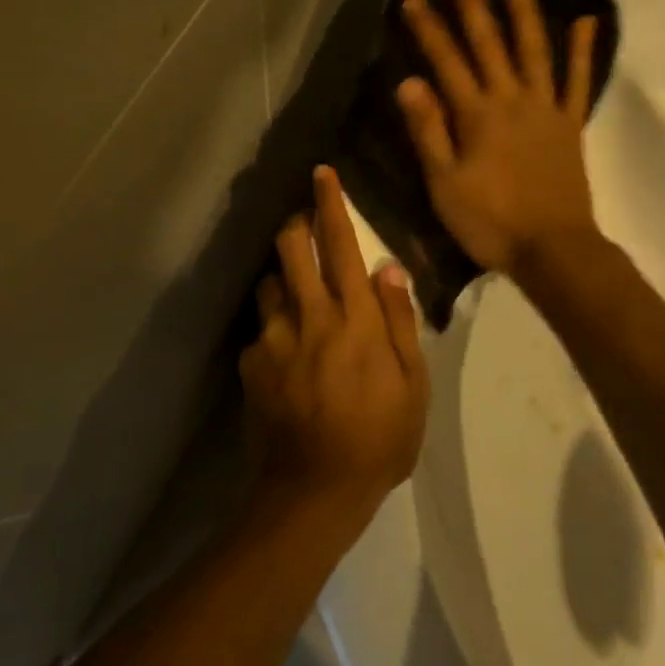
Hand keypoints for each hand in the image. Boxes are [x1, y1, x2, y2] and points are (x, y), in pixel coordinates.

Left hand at [239, 166, 429, 519]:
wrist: (314, 492)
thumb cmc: (379, 439)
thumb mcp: (413, 385)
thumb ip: (400, 321)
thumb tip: (388, 268)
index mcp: (354, 319)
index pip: (341, 245)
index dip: (331, 205)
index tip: (322, 173)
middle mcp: (309, 317)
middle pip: (291, 249)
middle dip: (296, 226)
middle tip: (306, 227)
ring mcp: (273, 340)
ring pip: (269, 284)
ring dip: (284, 279)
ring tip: (300, 301)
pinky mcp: (251, 364)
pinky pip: (261, 328)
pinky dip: (274, 327)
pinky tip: (286, 357)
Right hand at [397, 0, 599, 275]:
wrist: (553, 249)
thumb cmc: (490, 221)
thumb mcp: (444, 183)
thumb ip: (428, 131)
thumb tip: (409, 82)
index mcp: (477, 116)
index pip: (447, 62)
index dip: (429, 30)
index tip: (413, 0)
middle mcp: (512, 101)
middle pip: (490, 46)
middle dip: (473, 8)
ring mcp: (546, 109)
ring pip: (535, 51)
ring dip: (525, 14)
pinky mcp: (570, 124)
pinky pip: (578, 81)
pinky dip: (583, 50)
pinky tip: (586, 21)